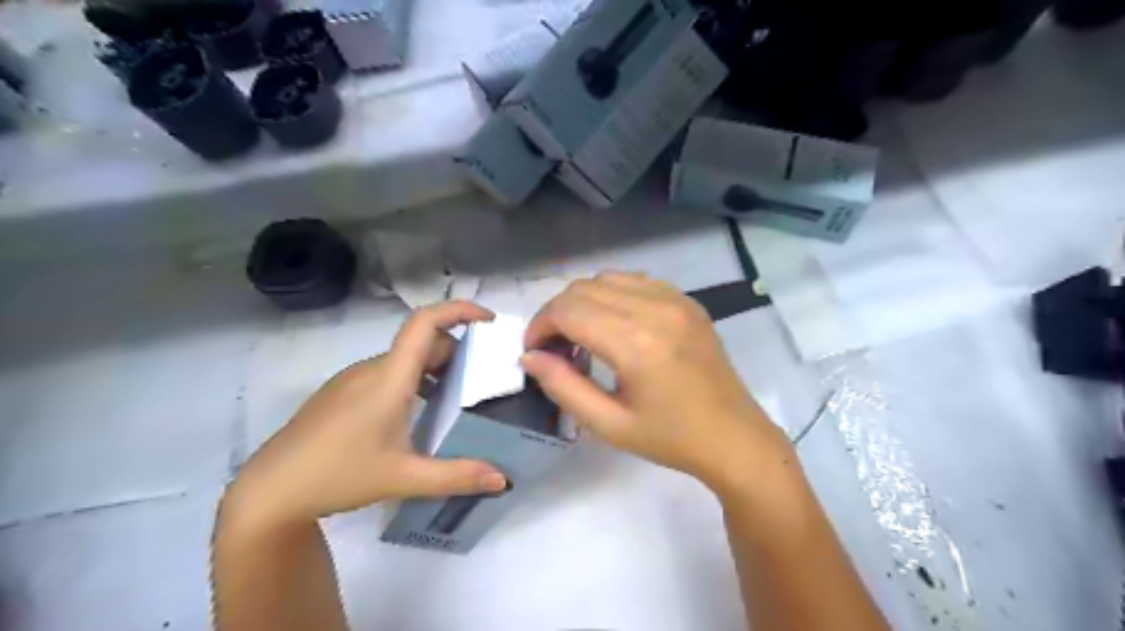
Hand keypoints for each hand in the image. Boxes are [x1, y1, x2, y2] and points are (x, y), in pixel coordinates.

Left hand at [219, 300, 510, 532]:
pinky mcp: (341, 393)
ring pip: (404, 359)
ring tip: (456, 397)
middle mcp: (372, 369)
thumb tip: (503, 479)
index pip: (425, 323)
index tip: (489, 321)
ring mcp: (353, 379)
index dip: (459, 310)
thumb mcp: (404, 478)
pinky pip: (387, 373)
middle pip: (422, 343)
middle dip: (457, 352)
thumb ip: (457, 476)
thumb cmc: (337, 475)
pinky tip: (416, 413)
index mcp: (389, 377)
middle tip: (483, 378)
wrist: (269, 491)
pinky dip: (413, 380)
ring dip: (435, 368)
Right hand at [521, 274, 788, 488]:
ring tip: (581, 335)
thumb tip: (530, 356)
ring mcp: (675, 300)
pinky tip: (614, 323)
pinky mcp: (687, 301)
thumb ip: (563, 387)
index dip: (540, 325)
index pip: (568, 311)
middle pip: (583, 289)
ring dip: (583, 301)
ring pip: (607, 278)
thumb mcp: (609, 425)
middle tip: (554, 347)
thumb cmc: (670, 438)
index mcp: (636, 343)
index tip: (533, 350)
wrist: (733, 437)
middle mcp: (655, 309)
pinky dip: (612, 294)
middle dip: (557, 313)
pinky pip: (636, 281)